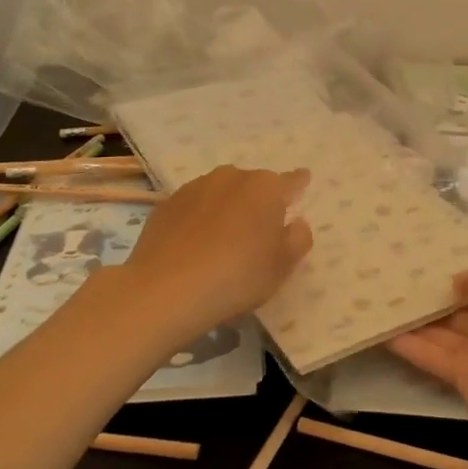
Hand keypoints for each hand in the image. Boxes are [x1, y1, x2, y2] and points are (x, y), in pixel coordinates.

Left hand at [123, 166, 312, 338]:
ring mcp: (195, 188)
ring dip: (227, 209)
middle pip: (253, 186)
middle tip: (258, 233)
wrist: (165, 291)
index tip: (302, 182)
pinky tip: (194, 246)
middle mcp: (232, 177)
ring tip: (223, 241)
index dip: (298, 184)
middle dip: (258, 202)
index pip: (291, 181)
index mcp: (266, 188)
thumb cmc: (237, 277)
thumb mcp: (282, 267)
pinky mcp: (166, 204)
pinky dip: (199, 220)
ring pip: (221, 194)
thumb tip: (295, 223)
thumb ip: (297, 239)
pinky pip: (193, 208)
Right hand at [387, 265, 467, 443]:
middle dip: (432, 296)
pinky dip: (408, 345)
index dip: (458, 276)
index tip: (425, 264)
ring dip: (414, 319)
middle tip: (394, 278)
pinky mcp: (460, 377)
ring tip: (381, 299)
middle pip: (459, 309)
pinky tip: (381, 330)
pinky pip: (431, 355)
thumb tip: (455, 284)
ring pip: (441, 332)